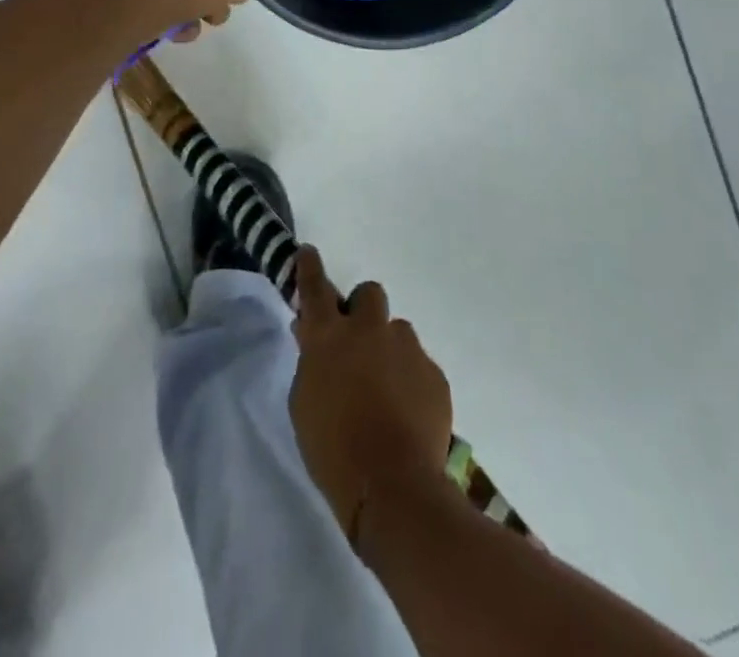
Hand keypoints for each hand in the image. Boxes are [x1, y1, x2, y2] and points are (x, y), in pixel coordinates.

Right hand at [289, 246, 453, 548]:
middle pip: (369, 293)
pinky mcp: (434, 374)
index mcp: (329, 336)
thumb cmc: (332, 448)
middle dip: (363, 310)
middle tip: (359, 342)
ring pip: (398, 331)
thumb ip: (311, 361)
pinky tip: (407, 413)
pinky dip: (411, 381)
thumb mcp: (304, 402)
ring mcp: (407, 348)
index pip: (315, 286)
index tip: (309, 252)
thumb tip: (313, 337)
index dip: (310, 266)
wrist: (392, 486)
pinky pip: (420, 365)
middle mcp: (369, 330)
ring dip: (389, 349)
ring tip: (387, 389)